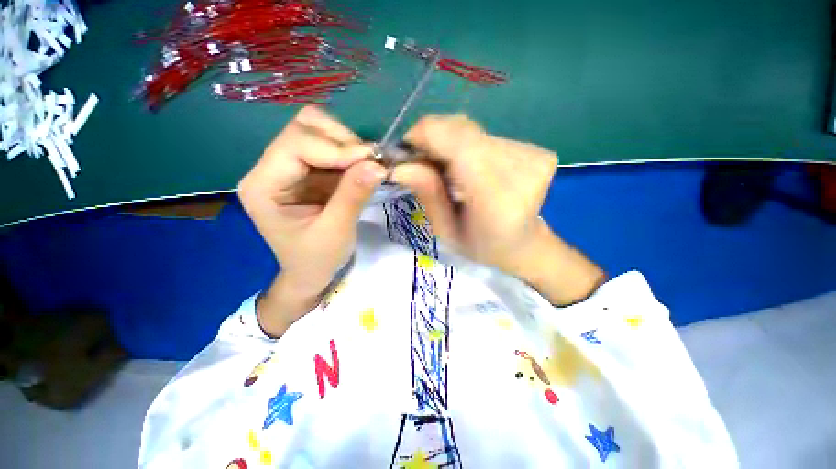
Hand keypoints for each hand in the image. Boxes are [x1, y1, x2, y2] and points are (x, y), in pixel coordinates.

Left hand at [238, 106, 386, 335]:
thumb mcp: (336, 231)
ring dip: (347, 144)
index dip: (336, 148)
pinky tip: (363, 169)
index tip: (372, 161)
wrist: (311, 272)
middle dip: (342, 140)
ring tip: (368, 166)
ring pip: (317, 131)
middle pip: (303, 128)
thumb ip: (353, 195)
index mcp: (263, 185)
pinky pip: (330, 148)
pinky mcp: (308, 172)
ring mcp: (290, 167)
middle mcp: (270, 168)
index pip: (295, 145)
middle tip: (371, 162)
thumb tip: (378, 165)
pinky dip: (351, 154)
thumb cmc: (316, 258)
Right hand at [391, 114, 556, 275]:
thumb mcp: (446, 230)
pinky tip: (474, 170)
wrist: (524, 244)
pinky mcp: (537, 150)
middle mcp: (520, 170)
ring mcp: (533, 156)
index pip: (456, 142)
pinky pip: (488, 136)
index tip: (408, 153)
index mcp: (496, 200)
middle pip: (462, 129)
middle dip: (434, 141)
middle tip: (426, 166)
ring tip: (453, 174)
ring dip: (453, 146)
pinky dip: (471, 148)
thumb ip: (428, 194)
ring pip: (473, 131)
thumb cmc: (481, 246)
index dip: (424, 136)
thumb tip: (400, 165)